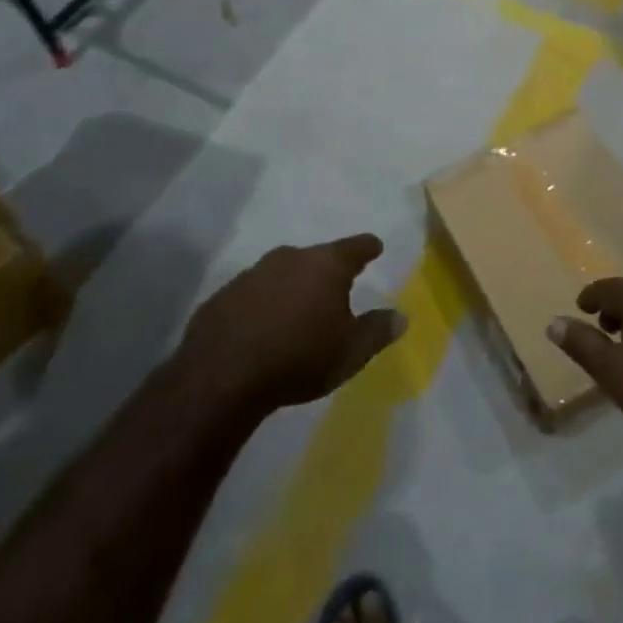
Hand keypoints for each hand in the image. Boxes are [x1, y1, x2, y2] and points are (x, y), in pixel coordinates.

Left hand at [178, 235, 404, 414]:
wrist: (221, 375)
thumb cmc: (299, 357)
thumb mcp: (350, 352)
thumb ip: (377, 331)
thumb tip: (401, 316)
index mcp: (327, 264)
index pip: (356, 247)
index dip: (368, 247)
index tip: (375, 247)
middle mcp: (291, 257)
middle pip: (317, 258)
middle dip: (327, 271)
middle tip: (335, 289)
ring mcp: (253, 273)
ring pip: (282, 273)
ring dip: (292, 287)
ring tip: (297, 311)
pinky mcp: (223, 295)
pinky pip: (253, 294)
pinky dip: (262, 304)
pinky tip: (262, 328)